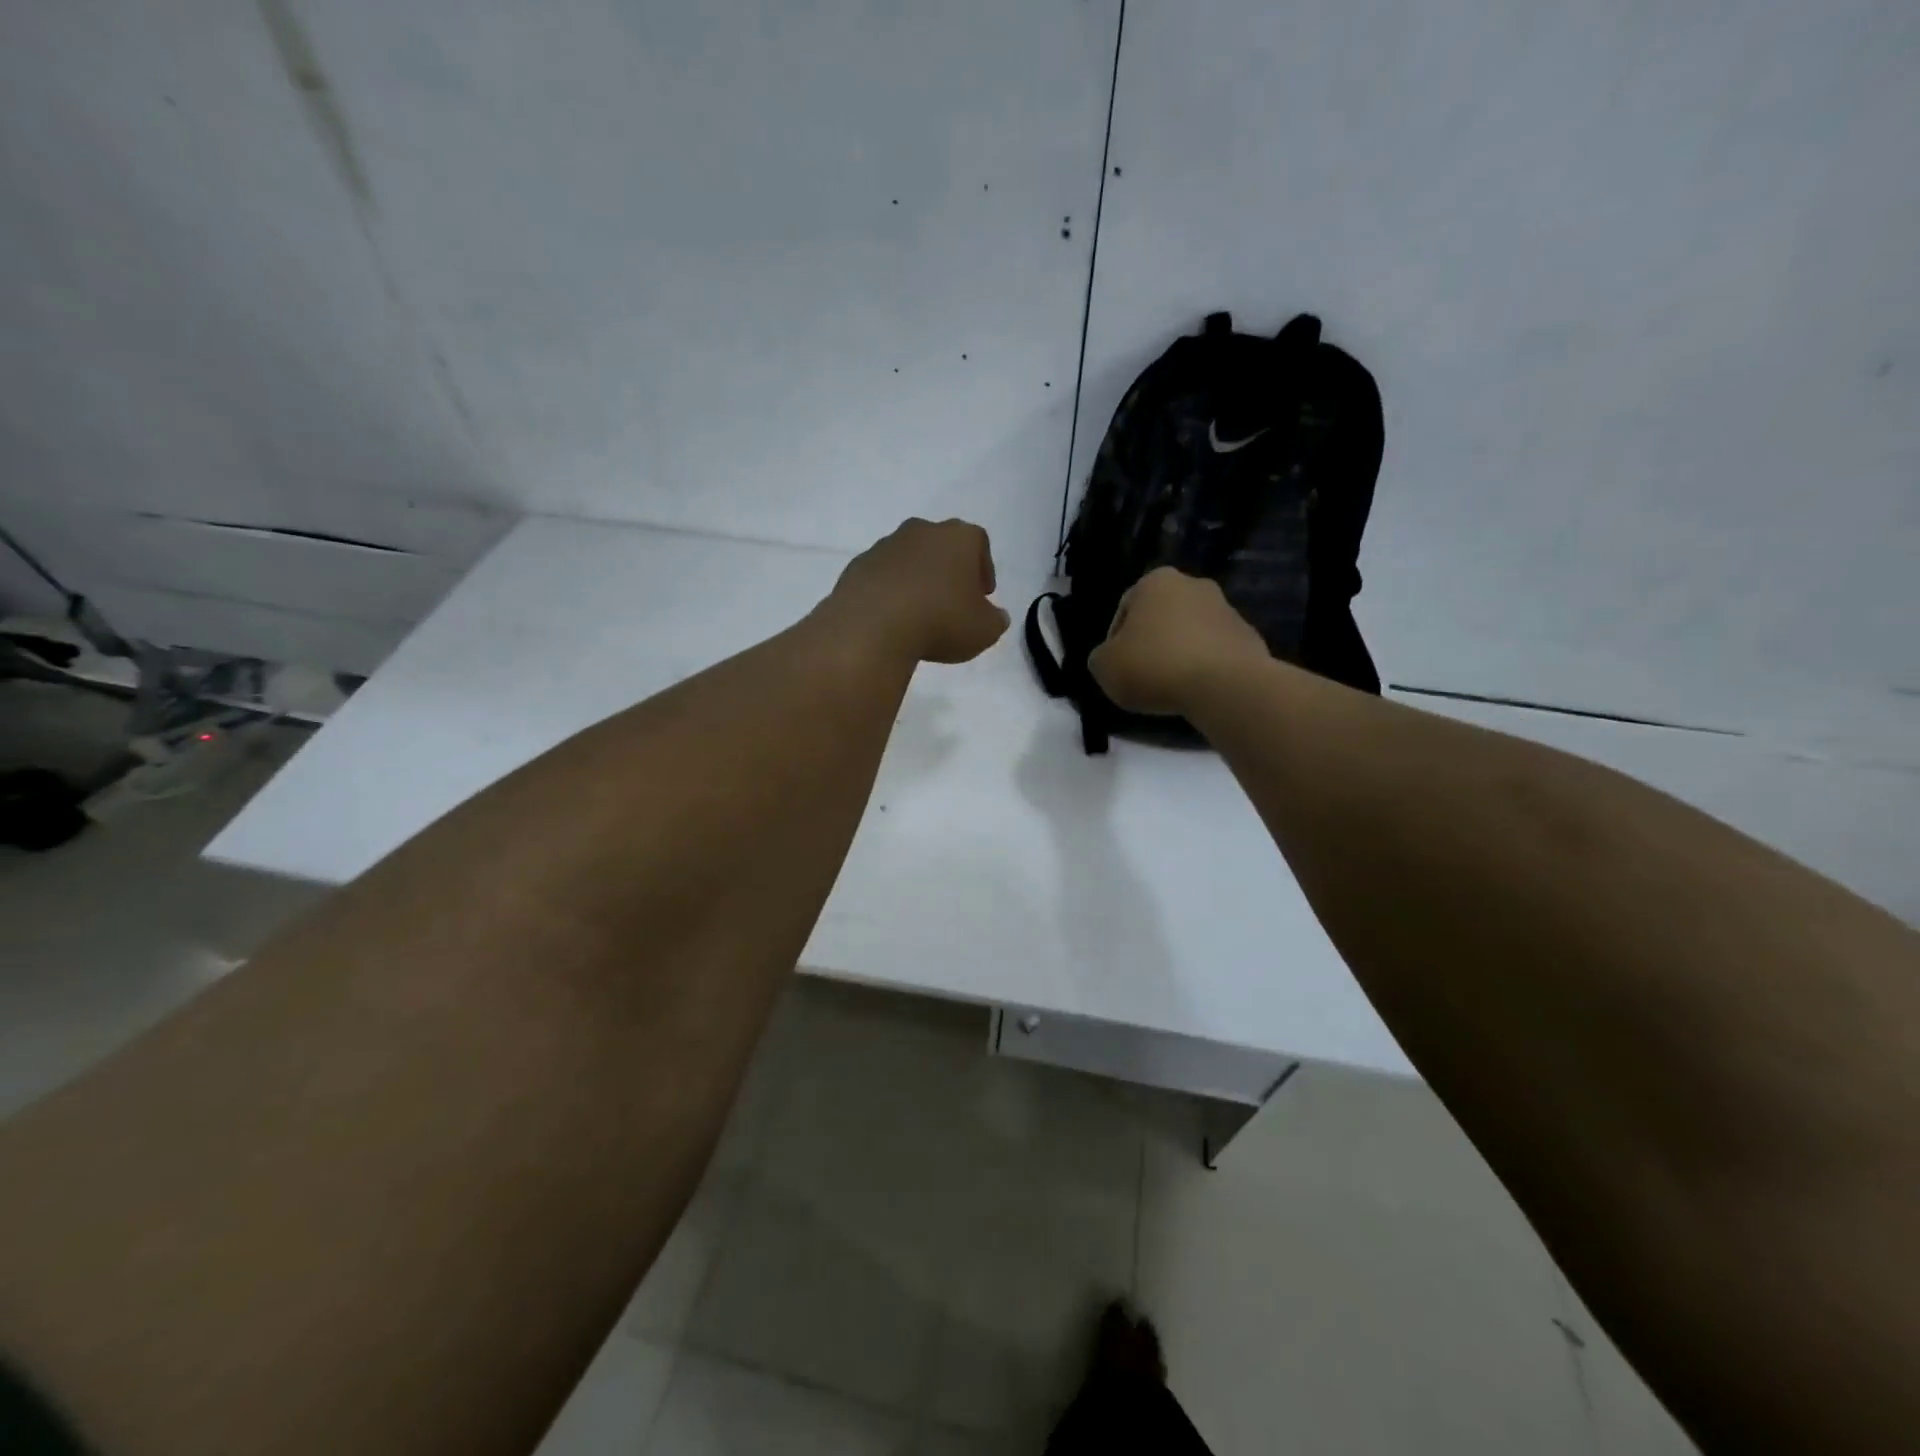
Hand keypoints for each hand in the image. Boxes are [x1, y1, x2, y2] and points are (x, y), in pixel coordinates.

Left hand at [821, 518, 1010, 664]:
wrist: (872, 627)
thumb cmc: (940, 621)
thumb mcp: (984, 631)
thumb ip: (995, 620)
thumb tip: (995, 616)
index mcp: (958, 538)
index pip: (979, 543)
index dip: (983, 569)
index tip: (983, 595)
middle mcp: (922, 531)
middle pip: (942, 546)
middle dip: (950, 570)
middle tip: (953, 601)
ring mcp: (886, 545)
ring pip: (911, 559)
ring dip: (918, 579)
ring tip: (920, 613)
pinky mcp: (859, 565)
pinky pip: (883, 576)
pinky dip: (891, 591)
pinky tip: (893, 617)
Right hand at [1088, 567, 1267, 715]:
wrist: (1224, 685)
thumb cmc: (1154, 666)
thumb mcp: (1104, 667)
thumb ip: (1101, 658)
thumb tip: (1109, 658)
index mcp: (1156, 581)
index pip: (1125, 609)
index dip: (1115, 641)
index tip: (1117, 668)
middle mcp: (1194, 585)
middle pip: (1161, 618)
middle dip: (1152, 643)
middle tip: (1143, 676)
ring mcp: (1227, 610)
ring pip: (1191, 634)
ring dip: (1180, 655)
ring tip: (1172, 688)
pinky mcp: (1249, 638)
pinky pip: (1216, 653)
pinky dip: (1205, 668)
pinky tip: (1198, 691)